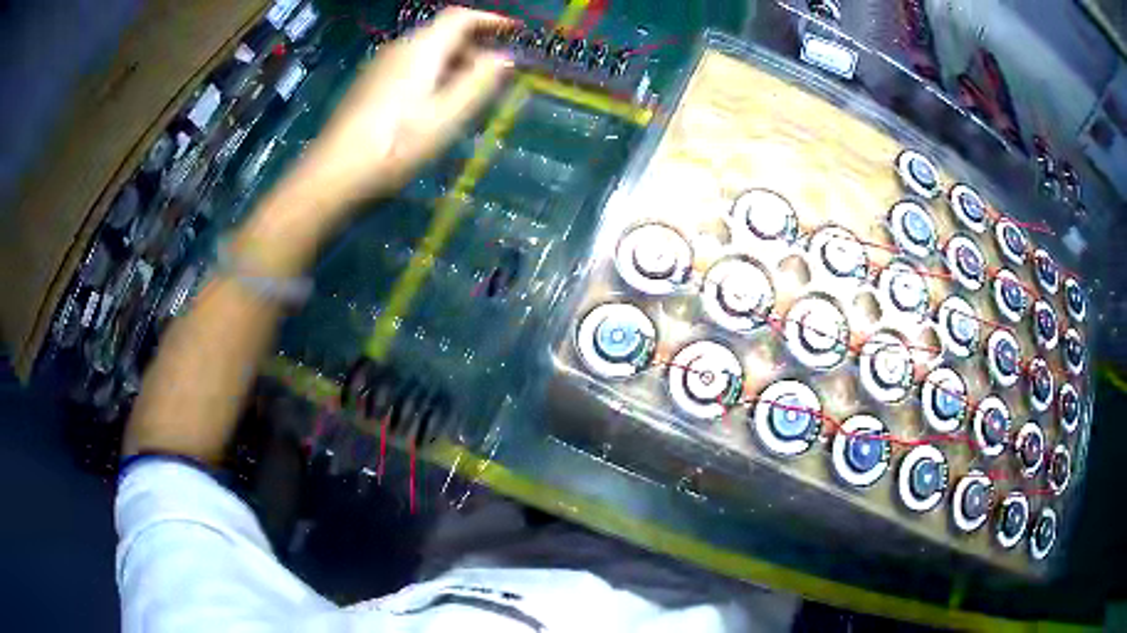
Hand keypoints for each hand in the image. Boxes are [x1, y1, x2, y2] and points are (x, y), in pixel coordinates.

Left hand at [297, 7, 514, 207]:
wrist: (335, 173)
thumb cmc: (396, 145)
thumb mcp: (448, 116)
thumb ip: (479, 82)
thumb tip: (504, 57)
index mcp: (421, 49)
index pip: (460, 17)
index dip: (490, 20)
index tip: (514, 31)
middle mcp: (399, 49)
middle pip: (442, 32)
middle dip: (474, 45)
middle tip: (496, 72)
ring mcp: (379, 67)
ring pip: (425, 51)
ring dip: (453, 62)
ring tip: (469, 91)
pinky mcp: (368, 86)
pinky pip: (409, 66)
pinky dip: (432, 73)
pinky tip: (435, 103)